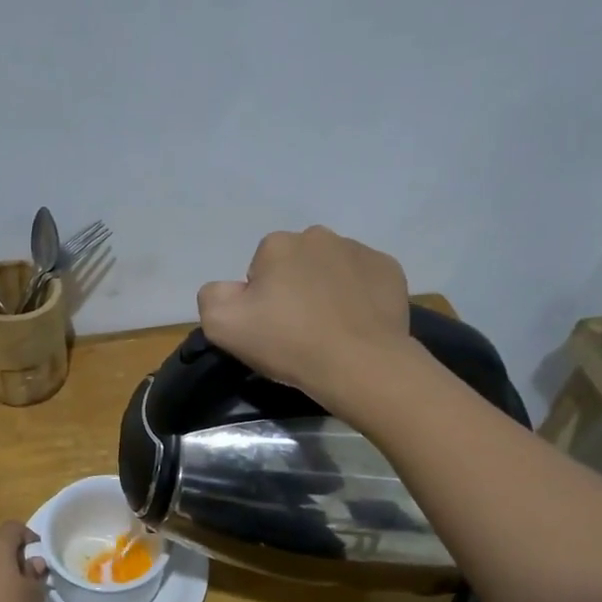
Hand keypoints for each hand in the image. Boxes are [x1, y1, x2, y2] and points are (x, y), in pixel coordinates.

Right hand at [197, 226, 413, 405]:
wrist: (360, 365)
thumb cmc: (288, 343)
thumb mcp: (222, 325)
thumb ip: (211, 296)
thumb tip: (229, 288)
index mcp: (277, 244)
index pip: (260, 269)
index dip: (261, 300)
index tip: (271, 327)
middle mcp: (318, 236)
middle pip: (296, 264)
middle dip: (295, 288)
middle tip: (299, 329)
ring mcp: (359, 250)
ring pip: (331, 269)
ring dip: (327, 290)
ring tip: (331, 328)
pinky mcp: (390, 270)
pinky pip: (364, 279)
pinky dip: (359, 296)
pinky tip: (357, 323)